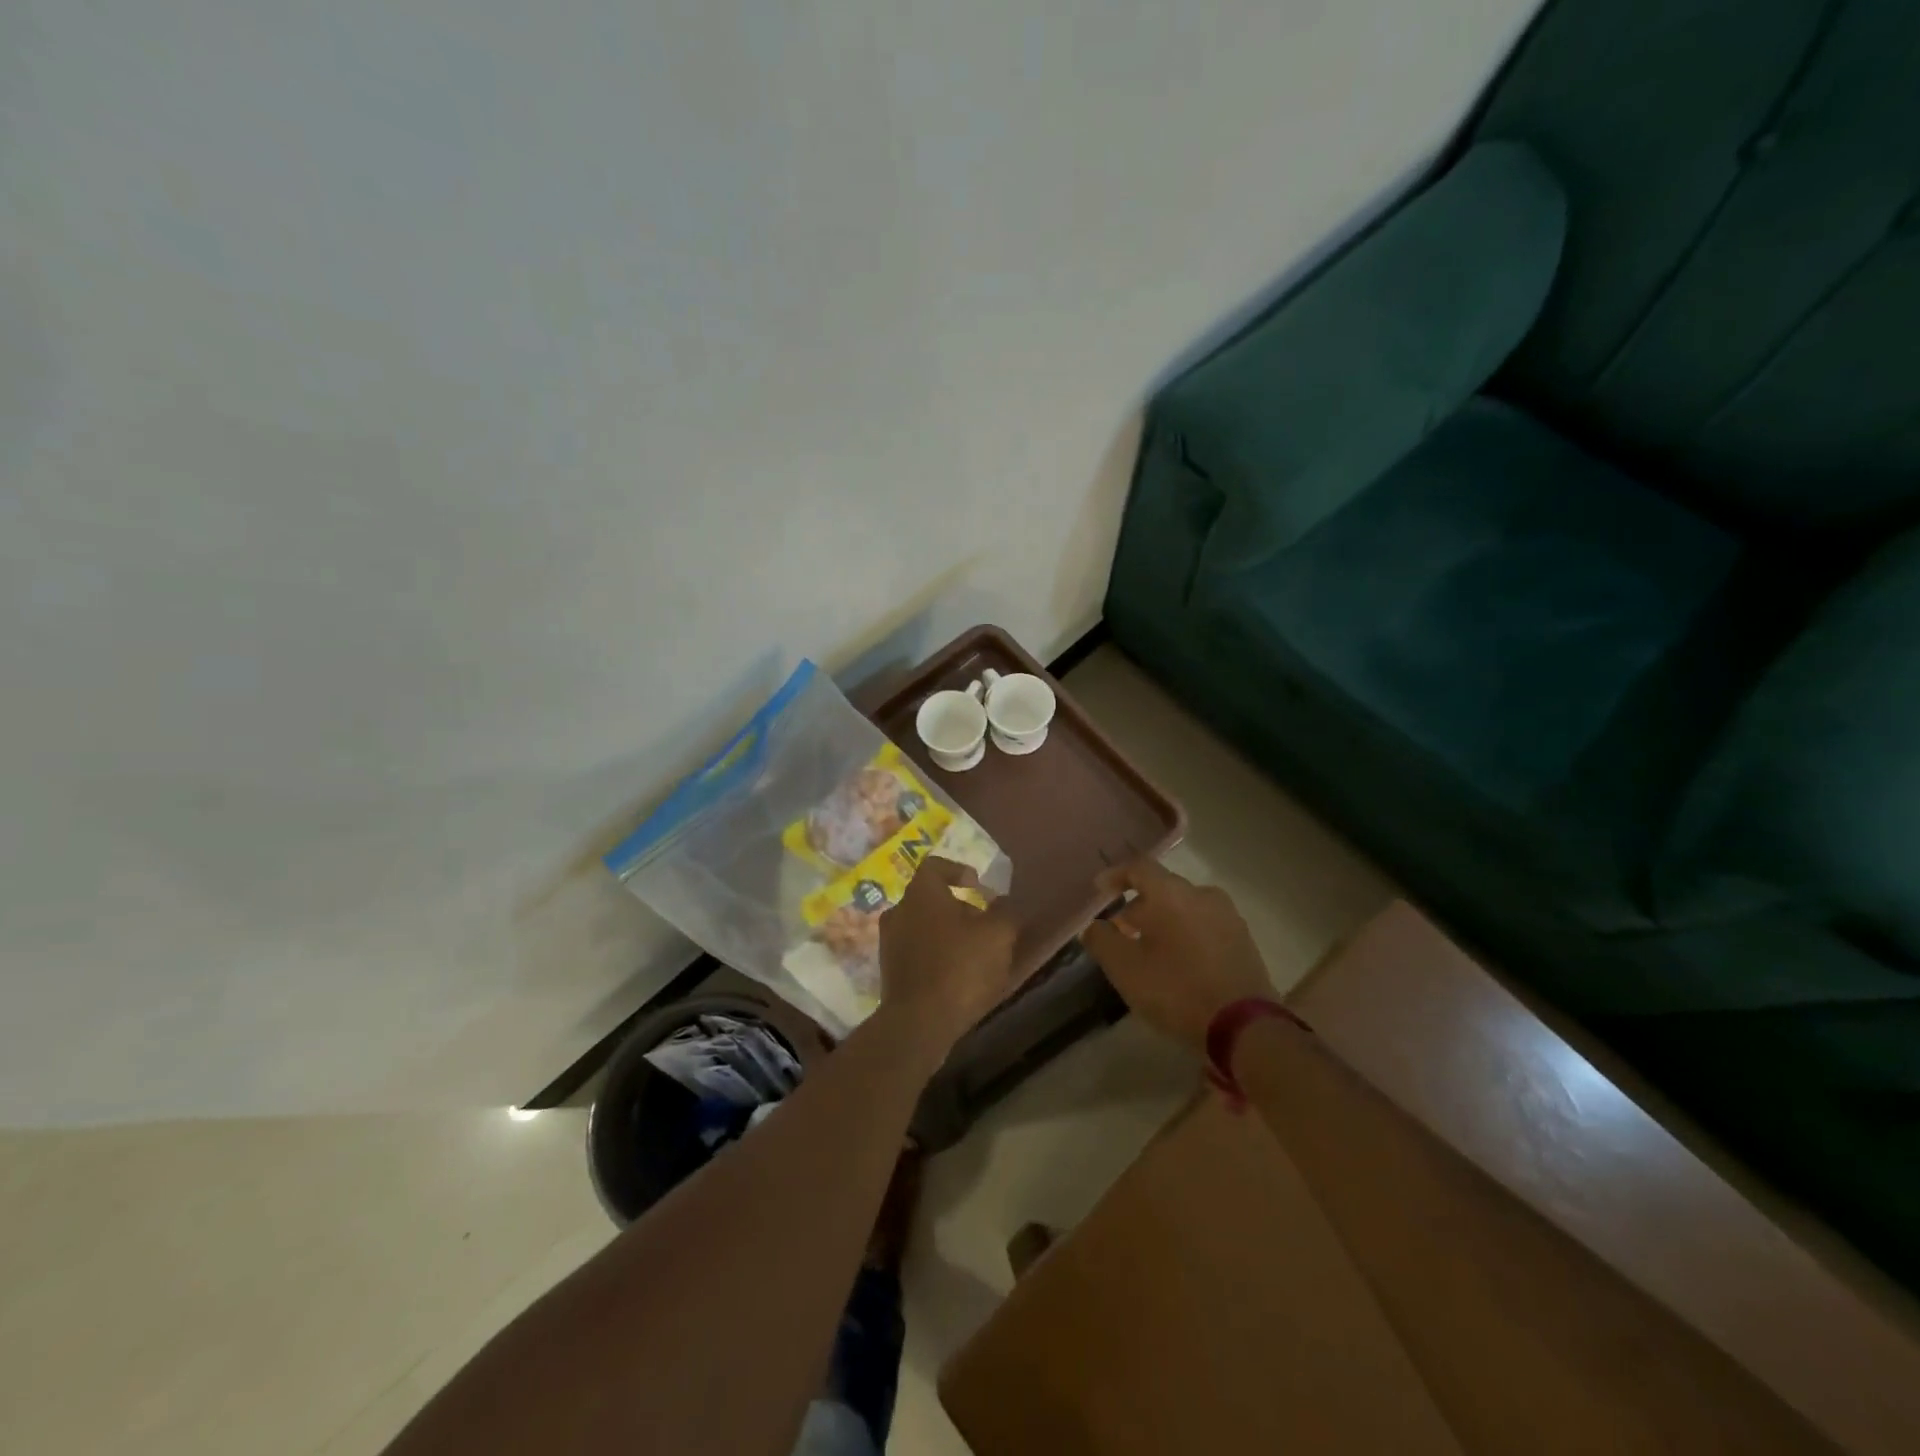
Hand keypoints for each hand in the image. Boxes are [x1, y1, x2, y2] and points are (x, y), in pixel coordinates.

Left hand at [875, 857, 1019, 1062]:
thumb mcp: (997, 935)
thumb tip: (1002, 902)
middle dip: (956, 906)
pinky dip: (934, 955)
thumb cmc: (960, 968)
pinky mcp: (889, 971)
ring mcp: (889, 942)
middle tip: (982, 923)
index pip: (935, 866)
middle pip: (929, 898)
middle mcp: (899, 911)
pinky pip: (915, 952)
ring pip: (921, 925)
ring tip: (972, 952)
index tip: (977, 887)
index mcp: (921, 893)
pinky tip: (955, 975)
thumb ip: (1004, 912)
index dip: (958, 871)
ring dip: (945, 933)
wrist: (918, 1023)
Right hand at [1081, 859, 1271, 1052]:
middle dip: (1138, 906)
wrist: (1245, 1028)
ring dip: (1163, 921)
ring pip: (1185, 908)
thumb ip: (1101, 940)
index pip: (1138, 867)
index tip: (1099, 890)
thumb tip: (1094, 926)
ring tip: (1149, 949)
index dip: (1115, 876)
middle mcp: (1202, 894)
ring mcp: (1228, 917)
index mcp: (1171, 893)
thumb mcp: (1124, 968)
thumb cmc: (1176, 990)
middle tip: (1120, 931)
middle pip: (1163, 889)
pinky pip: (1205, 926)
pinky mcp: (1244, 941)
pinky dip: (1185, 934)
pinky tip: (1178, 962)